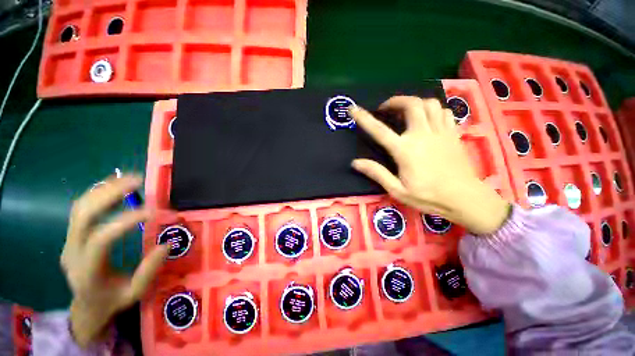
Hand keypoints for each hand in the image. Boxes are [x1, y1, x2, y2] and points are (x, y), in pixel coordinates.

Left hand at [61, 175, 168, 347]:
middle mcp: (71, 252)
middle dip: (109, 194)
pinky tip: (114, 185)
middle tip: (137, 182)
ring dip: (103, 189)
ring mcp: (68, 241)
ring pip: (79, 208)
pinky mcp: (72, 235)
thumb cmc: (113, 301)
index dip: (124, 222)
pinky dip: (97, 193)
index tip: (152, 211)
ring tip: (128, 178)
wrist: (87, 306)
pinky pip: (80, 209)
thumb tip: (167, 243)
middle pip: (83, 216)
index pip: (100, 240)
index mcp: (87, 271)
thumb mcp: (135, 293)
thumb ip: (149, 270)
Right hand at [350, 96, 509, 234]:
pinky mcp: (453, 133)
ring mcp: (440, 132)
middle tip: (386, 109)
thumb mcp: (397, 190)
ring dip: (414, 102)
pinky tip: (427, 118)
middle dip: (395, 101)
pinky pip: (443, 111)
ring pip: (429, 103)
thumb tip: (355, 162)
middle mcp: (422, 135)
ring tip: (405, 111)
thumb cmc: (428, 196)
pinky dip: (432, 109)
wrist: (465, 198)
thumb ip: (377, 173)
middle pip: (411, 104)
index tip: (354, 109)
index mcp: (405, 150)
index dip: (364, 118)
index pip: (379, 130)